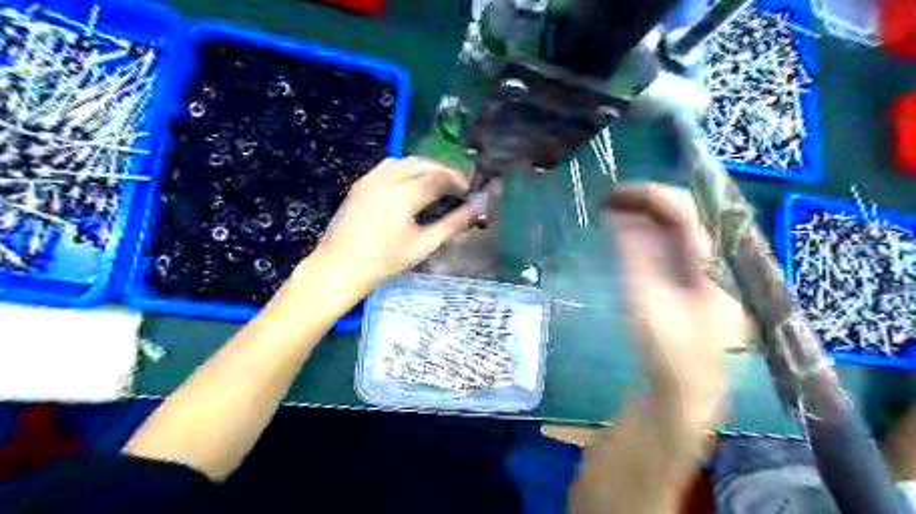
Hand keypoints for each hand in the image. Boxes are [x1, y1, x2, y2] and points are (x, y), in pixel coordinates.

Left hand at [308, 157, 486, 289]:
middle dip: (444, 171)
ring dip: (426, 167)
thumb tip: (479, 209)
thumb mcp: (423, 246)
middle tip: (458, 186)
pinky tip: (412, 183)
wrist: (338, 268)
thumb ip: (453, 225)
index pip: (438, 178)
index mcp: (403, 196)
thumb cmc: (384, 263)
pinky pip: (388, 166)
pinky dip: (407, 168)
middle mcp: (386, 180)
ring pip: (405, 161)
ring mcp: (370, 179)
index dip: (457, 181)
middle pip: (423, 163)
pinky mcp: (361, 184)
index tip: (470, 191)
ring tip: (439, 183)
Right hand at [606, 183, 746, 427]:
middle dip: (648, 203)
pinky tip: (629, 232)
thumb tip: (620, 217)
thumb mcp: (647, 302)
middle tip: (611, 200)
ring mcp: (710, 271)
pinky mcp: (698, 281)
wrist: (687, 392)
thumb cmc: (668, 352)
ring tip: (614, 210)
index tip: (616, 193)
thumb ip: (635, 256)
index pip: (688, 214)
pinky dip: (650, 235)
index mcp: (715, 264)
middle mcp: (718, 261)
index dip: (652, 197)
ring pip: (680, 230)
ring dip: (647, 217)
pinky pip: (676, 247)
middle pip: (687, 216)